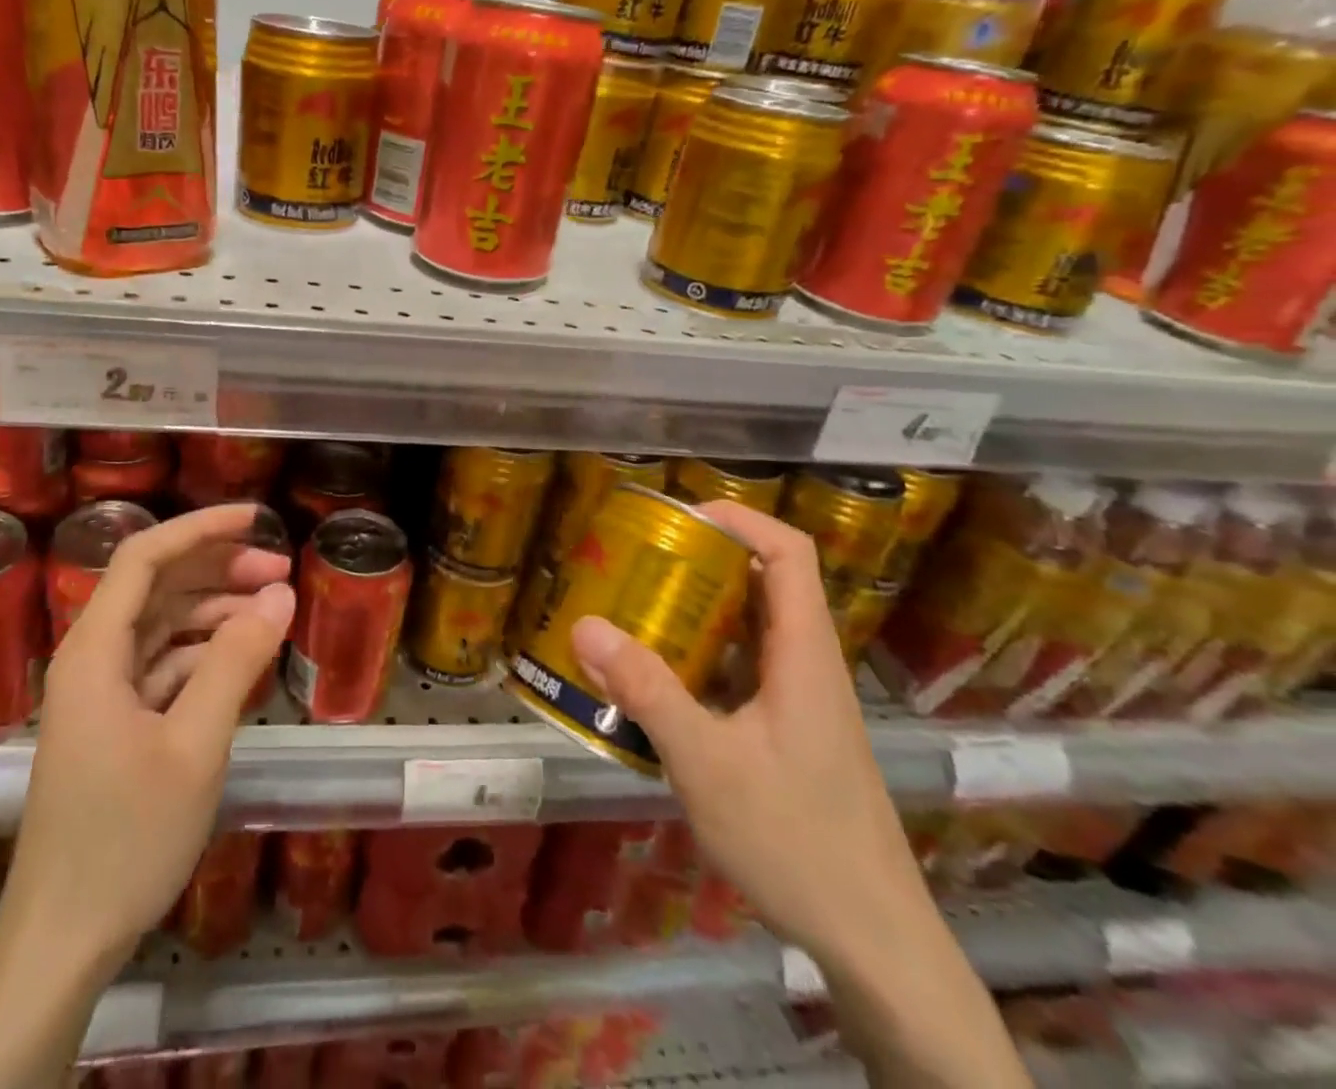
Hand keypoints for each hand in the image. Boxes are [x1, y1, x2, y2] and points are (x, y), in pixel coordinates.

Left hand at [6, 503, 294, 970]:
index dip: (199, 527)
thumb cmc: (126, 837)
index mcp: (95, 651)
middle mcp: (92, 658)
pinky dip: (204, 655)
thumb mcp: (194, 744)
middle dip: (218, 568)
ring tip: (272, 610)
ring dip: (215, 611)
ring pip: (162, 625)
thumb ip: (236, 661)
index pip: (143, 557)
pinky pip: (163, 666)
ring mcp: (102, 692)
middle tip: (280, 570)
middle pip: (156, 586)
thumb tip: (279, 594)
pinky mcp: (115, 722)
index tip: (255, 518)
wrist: (63, 939)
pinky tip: (244, 662)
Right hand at [569, 502, 925, 966]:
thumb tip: (586, 626)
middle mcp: (807, 667)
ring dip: (695, 613)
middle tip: (636, 563)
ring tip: (633, 611)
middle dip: (700, 562)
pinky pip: (741, 674)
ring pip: (749, 632)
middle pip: (763, 584)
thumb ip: (647, 692)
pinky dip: (699, 660)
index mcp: (804, 655)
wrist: (875, 946)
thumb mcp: (707, 763)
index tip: (678, 516)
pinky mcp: (789, 736)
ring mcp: (801, 705)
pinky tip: (655, 684)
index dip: (739, 519)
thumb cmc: (798, 842)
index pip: (789, 553)